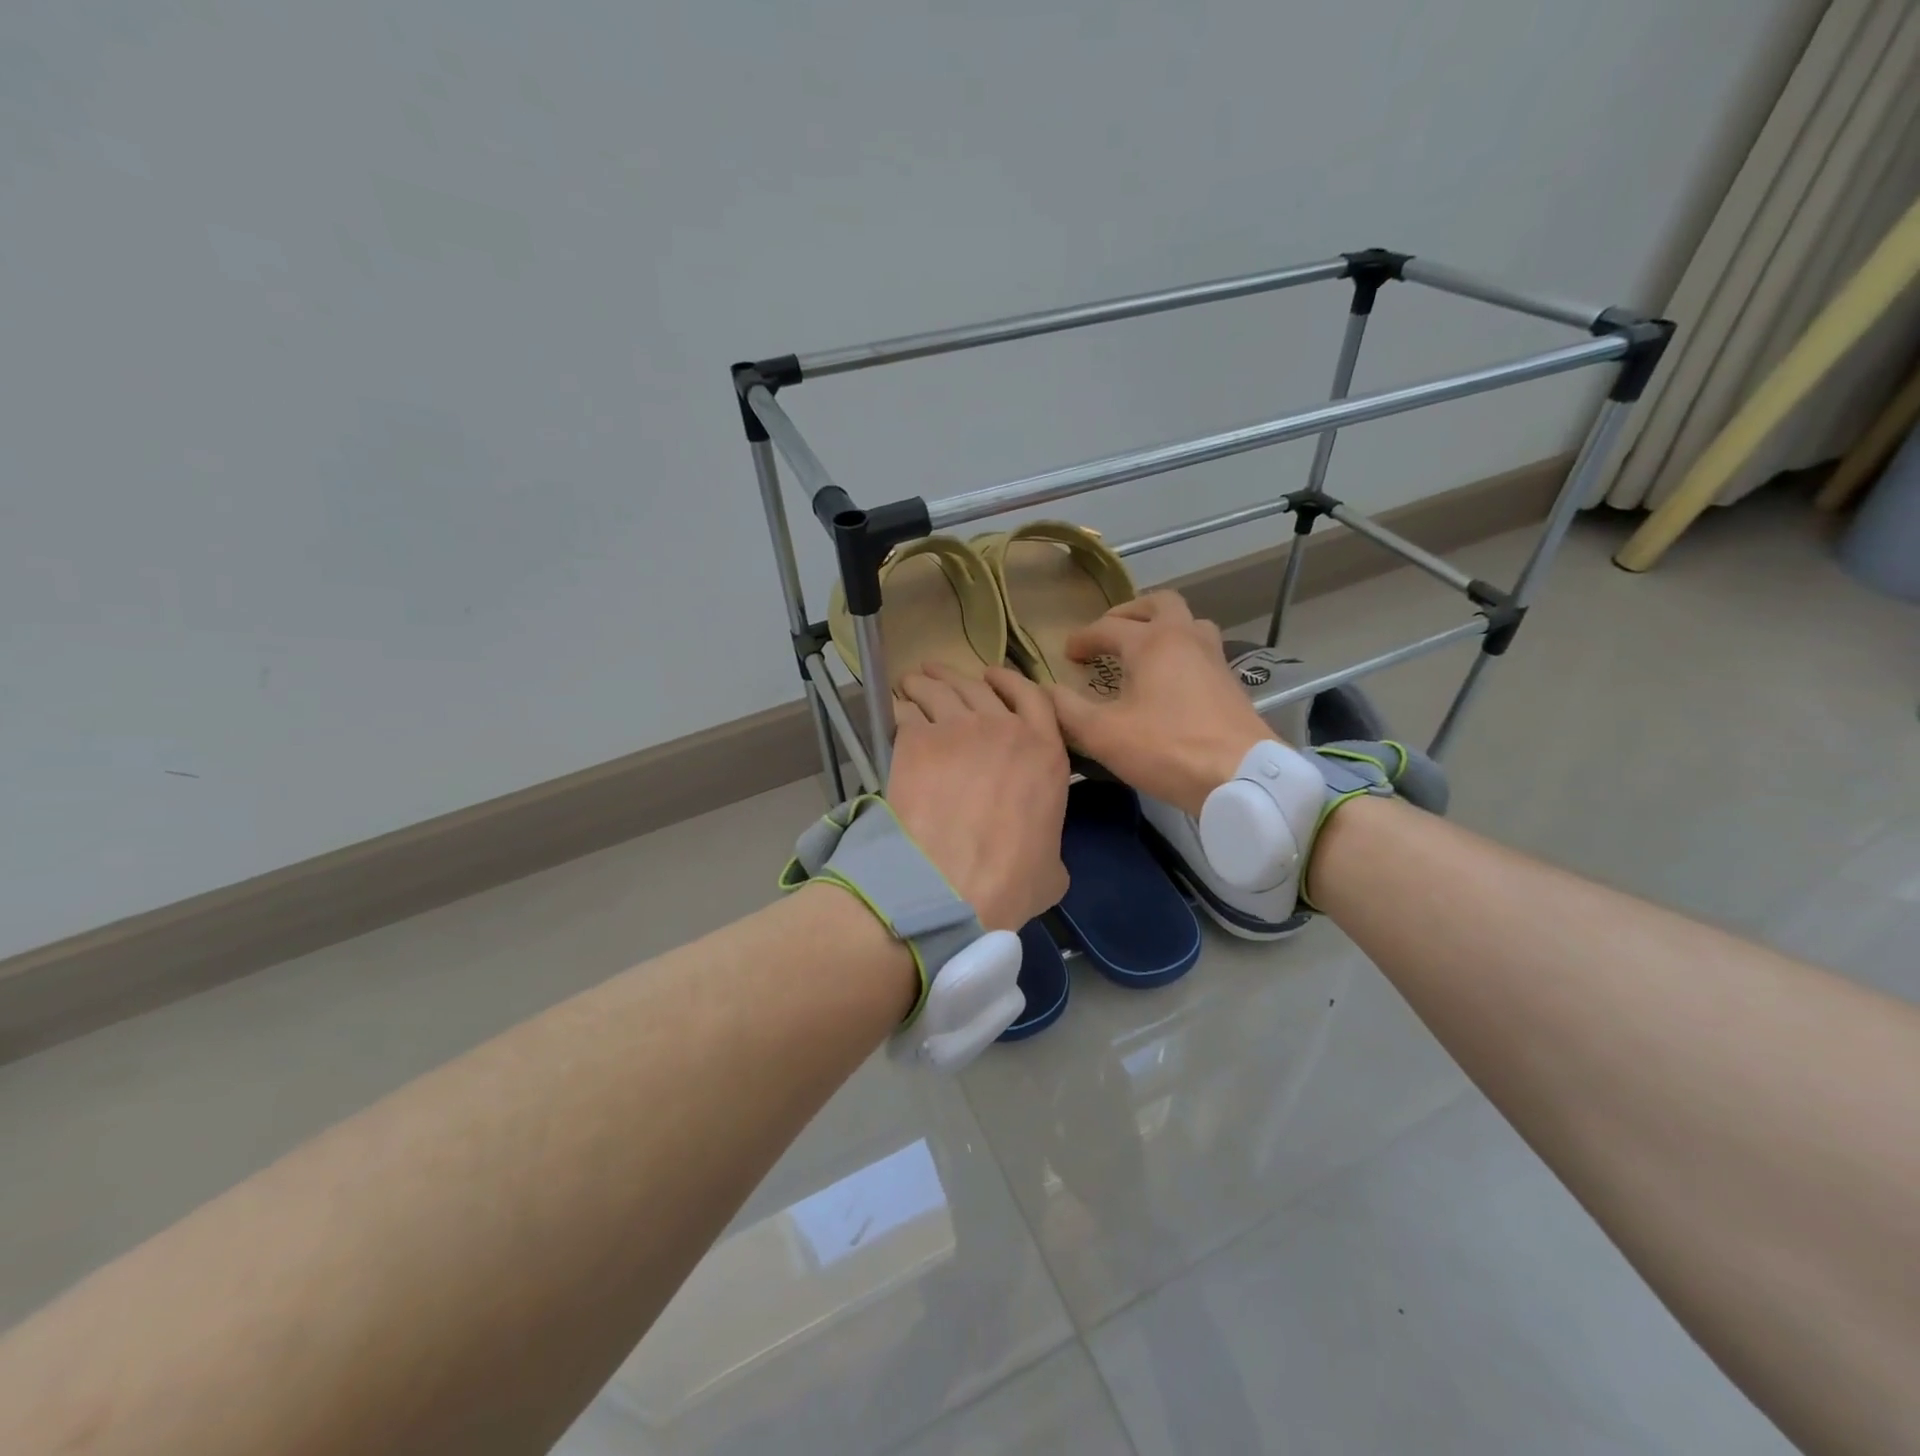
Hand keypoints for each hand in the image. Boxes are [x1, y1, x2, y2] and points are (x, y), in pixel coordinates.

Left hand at [887, 663, 1070, 930]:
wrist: (953, 885)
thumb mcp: (1052, 868)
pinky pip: (907, 713)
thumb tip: (1040, 854)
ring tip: (912, 682)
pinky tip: (894, 711)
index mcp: (1046, 752)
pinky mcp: (918, 741)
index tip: (993, 676)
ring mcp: (959, 730)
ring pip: (940, 691)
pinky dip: (900, 709)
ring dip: (925, 683)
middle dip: (958, 677)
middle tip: (938, 675)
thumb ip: (1049, 845)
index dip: (1010, 681)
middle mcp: (1004, 729)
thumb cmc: (1011, 882)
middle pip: (979, 687)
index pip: (1032, 696)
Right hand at [1047, 591, 1275, 816]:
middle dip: (1129, 613)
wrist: (1242, 777)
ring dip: (1161, 627)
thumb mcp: (1103, 734)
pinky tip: (1169, 680)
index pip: (1108, 627)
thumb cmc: (1166, 749)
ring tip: (1142, 650)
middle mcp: (1185, 637)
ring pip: (1188, 623)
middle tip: (1109, 632)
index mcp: (1152, 642)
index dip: (1082, 639)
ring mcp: (1214, 657)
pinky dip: (1179, 651)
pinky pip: (1201, 649)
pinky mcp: (1230, 681)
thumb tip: (1045, 691)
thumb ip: (1067, 710)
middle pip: (1158, 604)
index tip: (1067, 655)